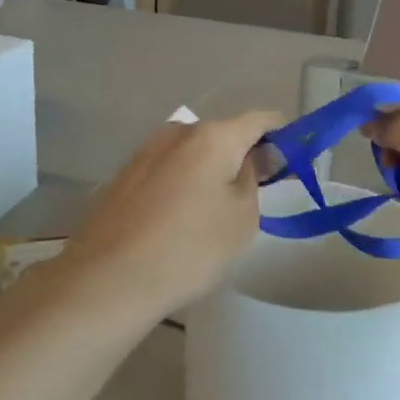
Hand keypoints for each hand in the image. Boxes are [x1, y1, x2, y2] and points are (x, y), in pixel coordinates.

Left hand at [61, 111, 282, 318]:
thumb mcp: (242, 217)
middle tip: (255, 193)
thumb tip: (254, 156)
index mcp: (213, 136)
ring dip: (209, 171)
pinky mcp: (123, 176)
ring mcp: (145, 152)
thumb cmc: (190, 248)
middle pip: (223, 134)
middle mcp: (177, 132)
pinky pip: (167, 171)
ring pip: (192, 153)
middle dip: (243, 155)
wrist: (108, 279)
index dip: (283, 134)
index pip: (261, 120)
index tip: (291, 161)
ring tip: (214, 212)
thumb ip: (254, 177)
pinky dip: (182, 184)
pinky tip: (179, 219)